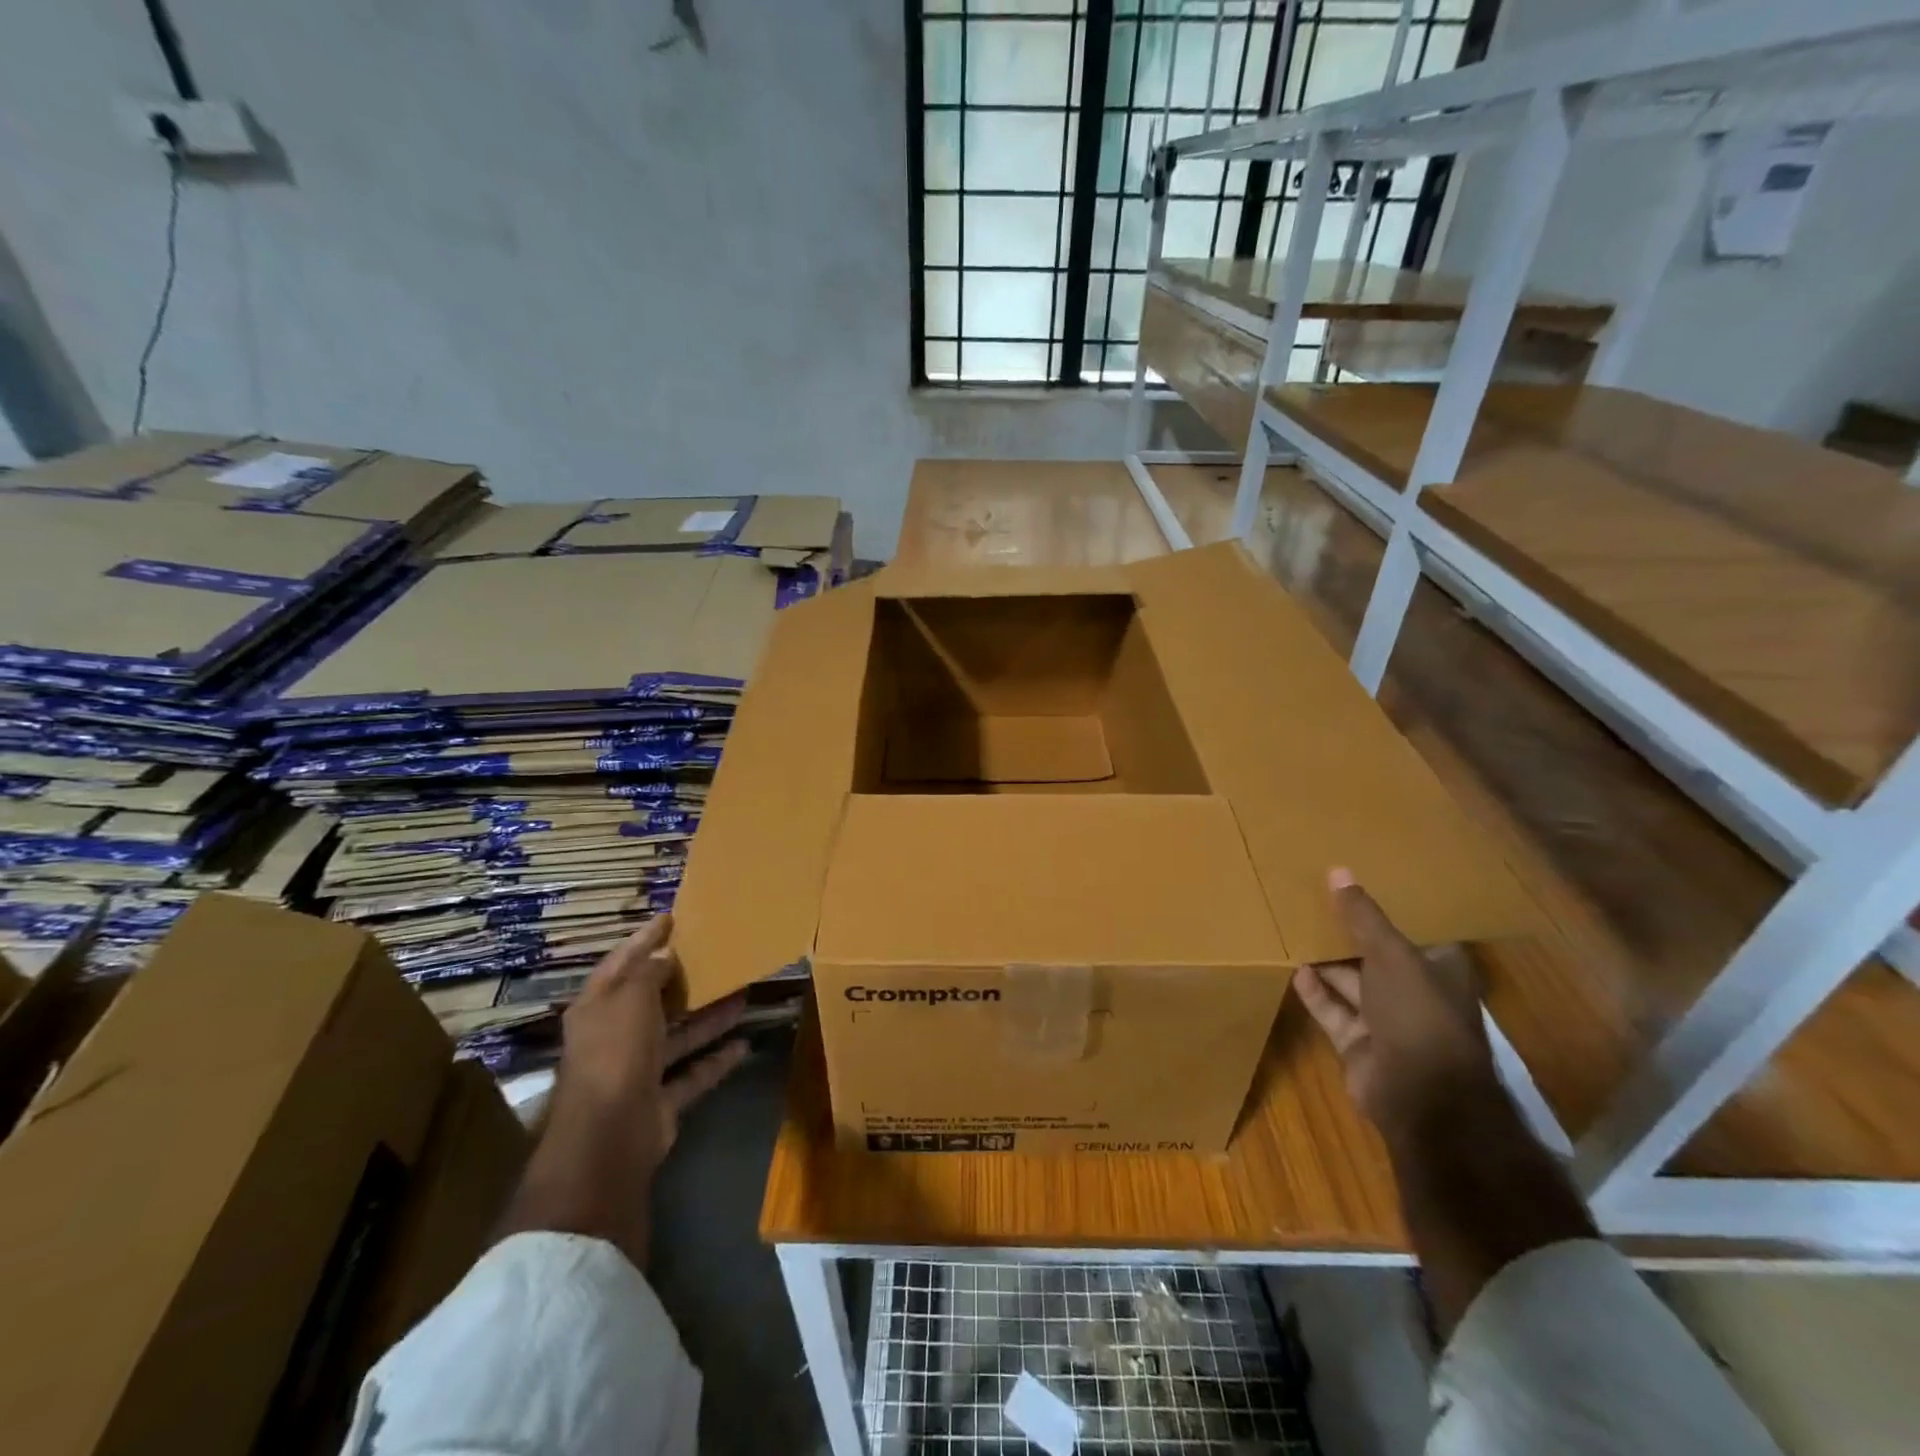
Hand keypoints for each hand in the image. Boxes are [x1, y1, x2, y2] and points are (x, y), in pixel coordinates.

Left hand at [558, 914, 748, 1178]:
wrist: (609, 1135)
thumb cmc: (615, 1051)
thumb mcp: (631, 997)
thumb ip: (649, 972)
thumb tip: (666, 953)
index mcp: (597, 1008)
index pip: (621, 962)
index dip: (645, 939)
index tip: (671, 917)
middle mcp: (614, 1036)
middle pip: (651, 1000)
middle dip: (681, 979)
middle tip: (714, 954)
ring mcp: (636, 1071)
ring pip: (678, 1035)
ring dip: (708, 1016)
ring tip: (742, 992)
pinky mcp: (659, 1101)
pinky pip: (692, 1074)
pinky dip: (716, 1060)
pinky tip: (744, 1044)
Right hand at [1293, 867, 1498, 1136]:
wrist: (1419, 1096)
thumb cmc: (1419, 1014)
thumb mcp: (1391, 954)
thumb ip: (1363, 916)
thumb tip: (1338, 871)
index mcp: (1439, 969)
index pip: (1415, 931)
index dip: (1390, 908)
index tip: (1358, 880)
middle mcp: (1415, 993)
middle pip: (1376, 955)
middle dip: (1348, 933)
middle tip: (1312, 899)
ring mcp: (1386, 1021)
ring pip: (1351, 982)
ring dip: (1325, 960)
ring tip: (1293, 927)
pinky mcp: (1358, 1043)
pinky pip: (1332, 1009)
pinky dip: (1315, 991)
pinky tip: (1293, 968)